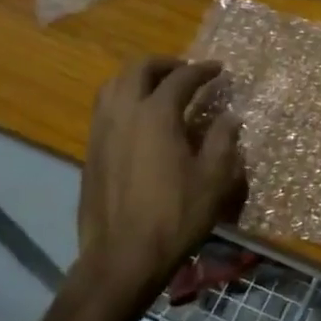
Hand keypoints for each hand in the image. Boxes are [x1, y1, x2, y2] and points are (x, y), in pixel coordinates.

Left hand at [76, 58, 244, 293]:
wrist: (122, 257)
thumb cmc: (175, 216)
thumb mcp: (213, 179)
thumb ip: (222, 141)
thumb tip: (230, 117)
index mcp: (157, 114)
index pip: (182, 77)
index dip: (203, 70)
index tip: (218, 69)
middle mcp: (124, 113)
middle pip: (138, 68)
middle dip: (165, 64)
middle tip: (186, 71)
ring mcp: (102, 131)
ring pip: (114, 84)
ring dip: (138, 78)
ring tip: (159, 88)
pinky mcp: (91, 151)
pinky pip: (105, 108)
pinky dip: (124, 99)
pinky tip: (139, 119)